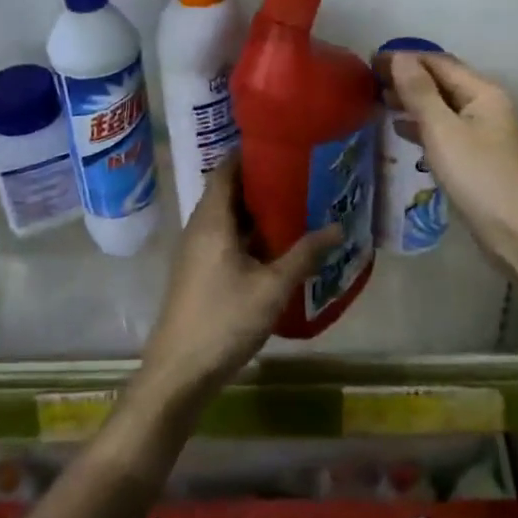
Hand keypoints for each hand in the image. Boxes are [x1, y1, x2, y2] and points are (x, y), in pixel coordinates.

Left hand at [137, 160, 338, 408]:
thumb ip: (304, 255)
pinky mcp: (199, 272)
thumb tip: (338, 227)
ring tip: (297, 204)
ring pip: (229, 217)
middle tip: (301, 174)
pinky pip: (226, 238)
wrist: (179, 372)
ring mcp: (197, 251)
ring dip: (257, 210)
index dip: (250, 153)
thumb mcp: (272, 287)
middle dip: (262, 181)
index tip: (283, 145)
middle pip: (229, 191)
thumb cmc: (224, 320)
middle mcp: (200, 227)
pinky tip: (278, 244)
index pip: (226, 169)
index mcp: (212, 219)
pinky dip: (250, 233)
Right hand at [382, 50, 517, 271]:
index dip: (405, 58)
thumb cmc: (480, 177)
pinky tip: (403, 132)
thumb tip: (399, 57)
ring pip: (445, 108)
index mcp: (484, 93)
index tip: (370, 61)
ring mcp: (487, 134)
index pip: (439, 63)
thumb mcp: (443, 131)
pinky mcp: (482, 160)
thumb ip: (420, 93)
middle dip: (408, 79)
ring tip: (381, 102)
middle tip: (371, 81)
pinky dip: (425, 127)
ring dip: (414, 102)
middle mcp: (489, 107)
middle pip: (444, 83)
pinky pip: (448, 132)